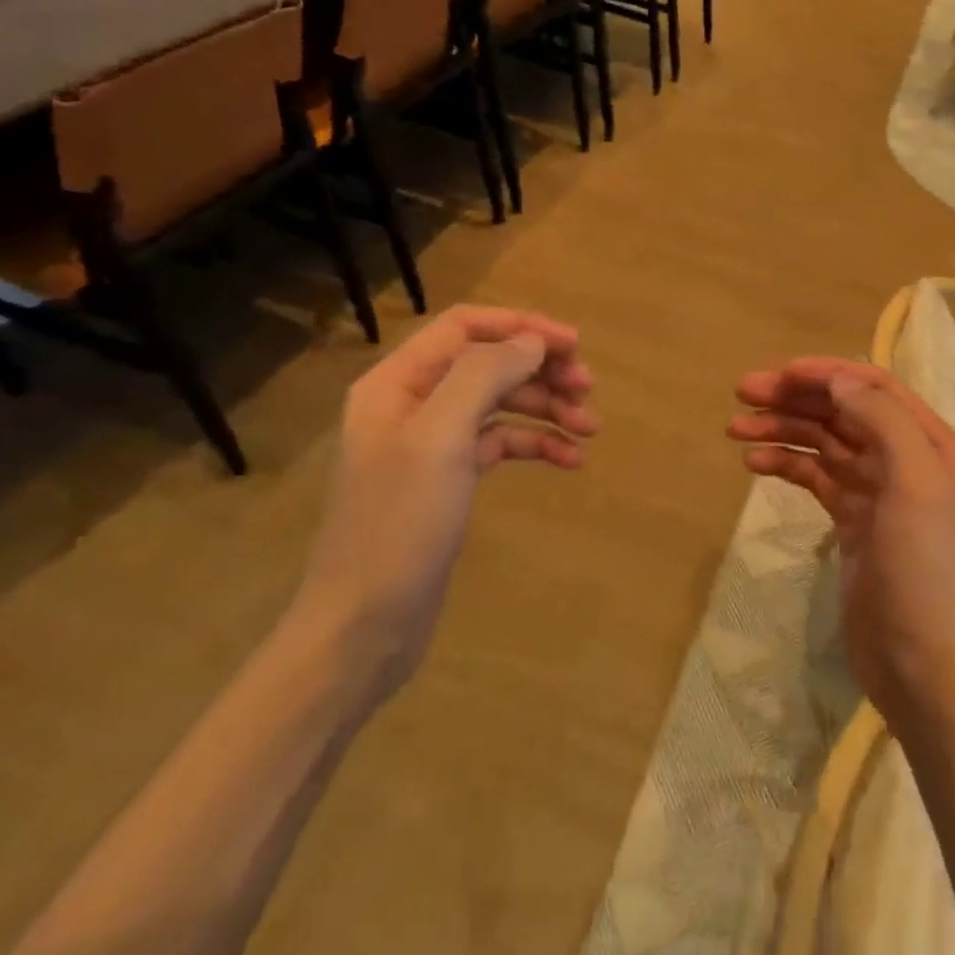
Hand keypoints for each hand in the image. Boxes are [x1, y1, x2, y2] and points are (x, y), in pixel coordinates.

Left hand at [290, 306, 598, 690]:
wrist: (363, 628)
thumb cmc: (398, 525)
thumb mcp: (439, 438)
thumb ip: (484, 375)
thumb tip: (532, 341)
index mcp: (397, 383)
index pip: (465, 327)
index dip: (521, 326)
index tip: (573, 344)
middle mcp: (413, 403)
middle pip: (488, 364)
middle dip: (541, 370)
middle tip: (588, 388)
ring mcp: (432, 443)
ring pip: (500, 403)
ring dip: (547, 408)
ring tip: (591, 428)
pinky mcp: (450, 479)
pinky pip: (501, 443)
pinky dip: (536, 444)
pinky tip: (571, 460)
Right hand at [727, 359, 954, 725]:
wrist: (919, 661)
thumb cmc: (921, 566)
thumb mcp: (914, 483)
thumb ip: (881, 420)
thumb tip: (838, 381)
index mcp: (930, 442)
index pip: (873, 387)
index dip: (827, 373)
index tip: (780, 372)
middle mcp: (904, 457)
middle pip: (842, 410)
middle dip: (794, 397)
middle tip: (742, 392)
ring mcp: (875, 489)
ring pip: (822, 441)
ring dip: (781, 428)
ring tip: (734, 429)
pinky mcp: (850, 518)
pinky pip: (813, 476)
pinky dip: (785, 463)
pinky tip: (754, 463)